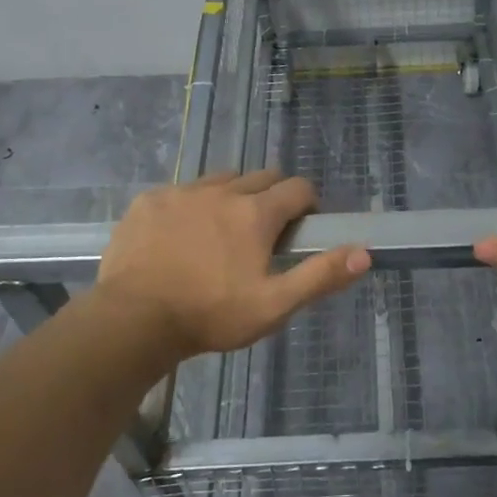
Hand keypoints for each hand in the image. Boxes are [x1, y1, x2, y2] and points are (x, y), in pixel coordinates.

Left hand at [95, 170, 369, 365]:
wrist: (133, 320)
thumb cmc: (210, 315)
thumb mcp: (273, 305)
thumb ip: (319, 276)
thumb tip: (363, 253)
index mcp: (256, 213)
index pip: (298, 187)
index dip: (306, 204)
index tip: (301, 228)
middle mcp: (222, 190)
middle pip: (261, 176)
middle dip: (271, 196)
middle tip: (263, 233)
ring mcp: (181, 192)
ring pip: (220, 180)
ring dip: (231, 196)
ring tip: (221, 232)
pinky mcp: (148, 201)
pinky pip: (180, 191)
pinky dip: (190, 206)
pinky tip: (179, 237)